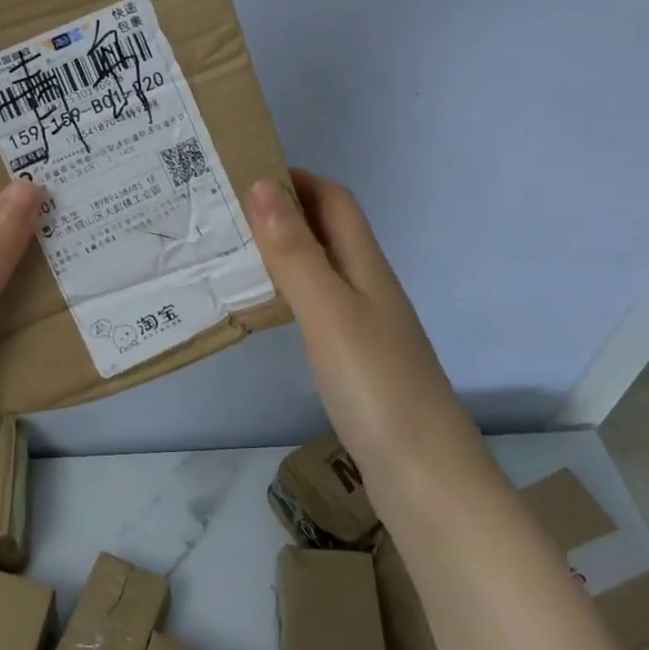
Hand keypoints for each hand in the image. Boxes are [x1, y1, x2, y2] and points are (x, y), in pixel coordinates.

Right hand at [244, 169, 464, 469]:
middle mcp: (368, 288)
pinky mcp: (354, 361)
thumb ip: (296, 251)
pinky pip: (316, 307)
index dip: (297, 179)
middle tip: (223, 210)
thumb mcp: (329, 311)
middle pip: (327, 231)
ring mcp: (364, 326)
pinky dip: (286, 292)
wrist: (426, 478)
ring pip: (320, 269)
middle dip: (282, 211)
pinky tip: (261, 308)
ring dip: (281, 250)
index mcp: (366, 267)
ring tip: (229, 250)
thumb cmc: (376, 386)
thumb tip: (263, 185)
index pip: (335, 201)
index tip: (244, 171)